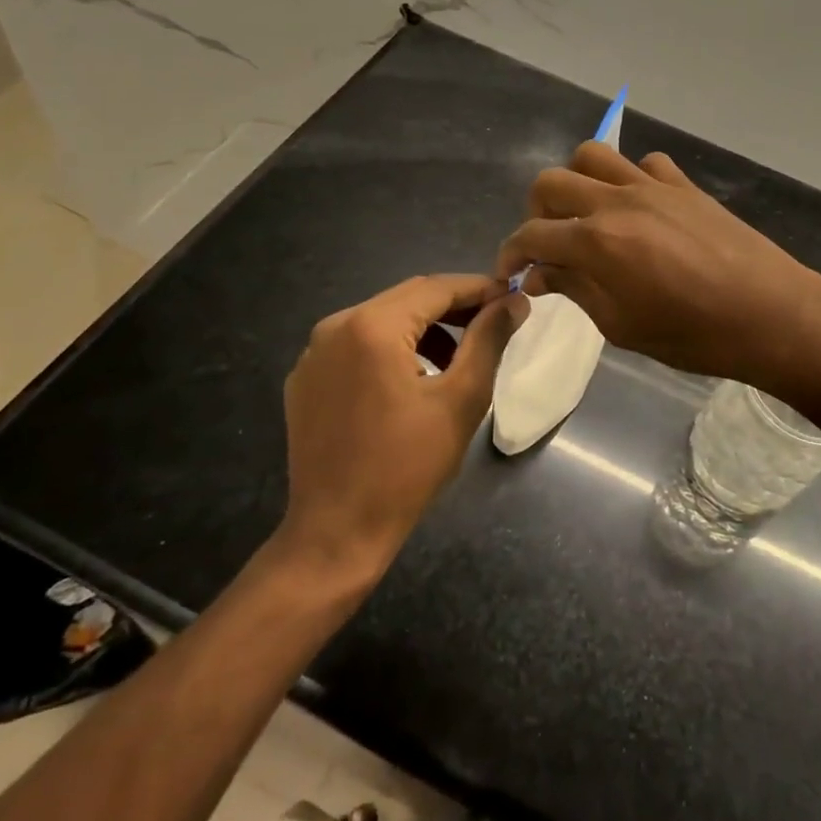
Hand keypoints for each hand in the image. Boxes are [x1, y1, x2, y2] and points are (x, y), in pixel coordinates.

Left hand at [277, 274, 526, 582]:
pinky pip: (356, 345)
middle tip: (493, 322)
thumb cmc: (407, 466)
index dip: (478, 288)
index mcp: (372, 326)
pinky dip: (391, 348)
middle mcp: (335, 326)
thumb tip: (515, 301)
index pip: (436, 288)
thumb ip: (489, 339)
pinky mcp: (306, 379)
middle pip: (407, 299)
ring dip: (423, 328)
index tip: (512, 297)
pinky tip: (413, 379)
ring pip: (381, 320)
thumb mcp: (461, 399)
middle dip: (453, 307)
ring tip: (459, 355)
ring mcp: (314, 353)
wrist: (336, 532)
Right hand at [494, 142, 820, 401]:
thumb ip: (575, 290)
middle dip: (536, 212)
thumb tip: (541, 273)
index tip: (512, 273)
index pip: (532, 234)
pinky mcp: (685, 185)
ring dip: (577, 182)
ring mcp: (653, 186)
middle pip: (551, 182)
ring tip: (587, 215)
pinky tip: (639, 209)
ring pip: (593, 155)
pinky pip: (645, 163)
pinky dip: (630, 179)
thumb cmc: (693, 335)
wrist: (771, 314)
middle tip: (549, 244)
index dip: (512, 253)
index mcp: (596, 241)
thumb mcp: (622, 326)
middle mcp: (617, 201)